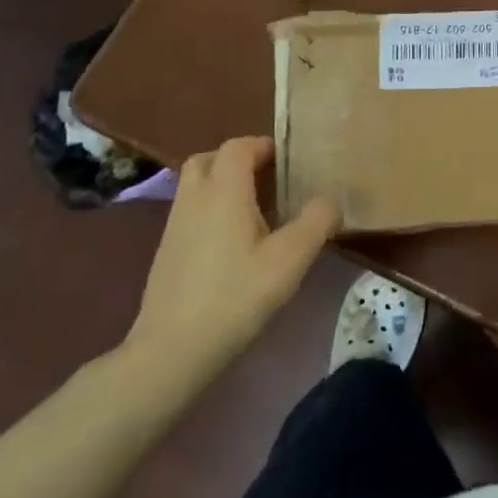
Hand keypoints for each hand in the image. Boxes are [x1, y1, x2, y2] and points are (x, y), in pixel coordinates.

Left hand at [119, 138, 337, 388]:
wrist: (171, 350)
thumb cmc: (235, 296)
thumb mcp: (290, 260)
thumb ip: (316, 222)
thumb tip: (330, 199)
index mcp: (224, 190)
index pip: (238, 146)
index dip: (263, 146)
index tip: (288, 162)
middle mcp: (195, 198)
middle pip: (210, 159)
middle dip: (238, 160)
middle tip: (267, 179)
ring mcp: (175, 225)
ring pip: (196, 185)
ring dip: (222, 185)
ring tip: (254, 210)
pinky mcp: (166, 251)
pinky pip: (190, 211)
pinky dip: (210, 210)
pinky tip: (232, 243)